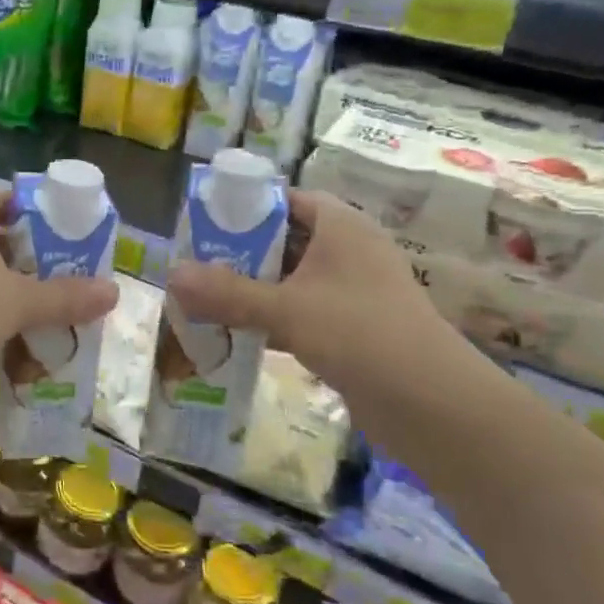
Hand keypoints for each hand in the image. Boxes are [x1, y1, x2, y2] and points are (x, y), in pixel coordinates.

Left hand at [0, 187, 119, 378]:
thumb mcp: (20, 301)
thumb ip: (66, 296)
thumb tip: (115, 292)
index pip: (5, 196)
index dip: (36, 211)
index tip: (66, 234)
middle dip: (30, 258)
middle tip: (68, 276)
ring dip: (11, 292)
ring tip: (50, 311)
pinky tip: (15, 341)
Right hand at [166, 190, 464, 406]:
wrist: (432, 404)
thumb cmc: (359, 333)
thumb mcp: (286, 308)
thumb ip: (227, 292)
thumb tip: (171, 275)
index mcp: (341, 226)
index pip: (287, 199)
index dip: (246, 207)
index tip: (205, 223)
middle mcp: (349, 250)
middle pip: (285, 240)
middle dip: (240, 253)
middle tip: (196, 265)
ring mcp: (353, 290)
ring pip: (292, 279)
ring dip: (253, 289)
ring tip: (206, 299)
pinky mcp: (353, 327)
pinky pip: (303, 311)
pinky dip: (272, 318)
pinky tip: (237, 334)